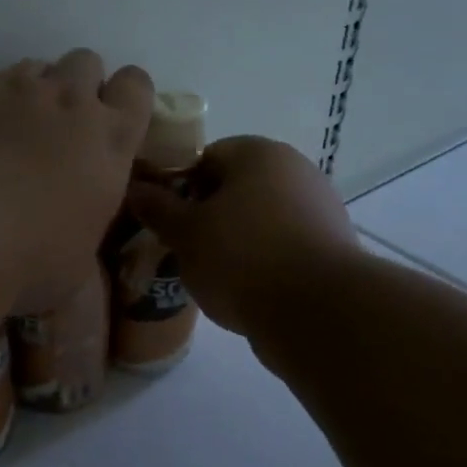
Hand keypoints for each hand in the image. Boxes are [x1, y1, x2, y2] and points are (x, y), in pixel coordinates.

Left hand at [0, 50, 153, 312]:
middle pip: (87, 62)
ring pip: (37, 66)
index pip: (136, 86)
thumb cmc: (27, 260)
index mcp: (109, 141)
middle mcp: (69, 102)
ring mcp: (16, 89)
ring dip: (33, 90)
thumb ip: (85, 232)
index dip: (125, 96)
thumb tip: (76, 241)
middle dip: (78, 85)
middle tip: (60, 126)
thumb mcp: (77, 263)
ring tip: (12, 129)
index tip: (110, 121)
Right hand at [125, 135, 356, 337]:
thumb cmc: (242, 257)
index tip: (165, 219)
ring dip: (233, 240)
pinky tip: (244, 289)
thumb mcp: (186, 233)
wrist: (318, 312)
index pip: (205, 157)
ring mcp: (318, 208)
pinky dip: (261, 261)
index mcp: (259, 153)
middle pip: (234, 188)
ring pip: (258, 219)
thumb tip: (136, 188)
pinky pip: (282, 245)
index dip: (178, 186)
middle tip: (182, 248)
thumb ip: (158, 208)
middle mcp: (294, 170)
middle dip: (206, 215)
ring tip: (210, 274)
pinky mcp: (330, 247)